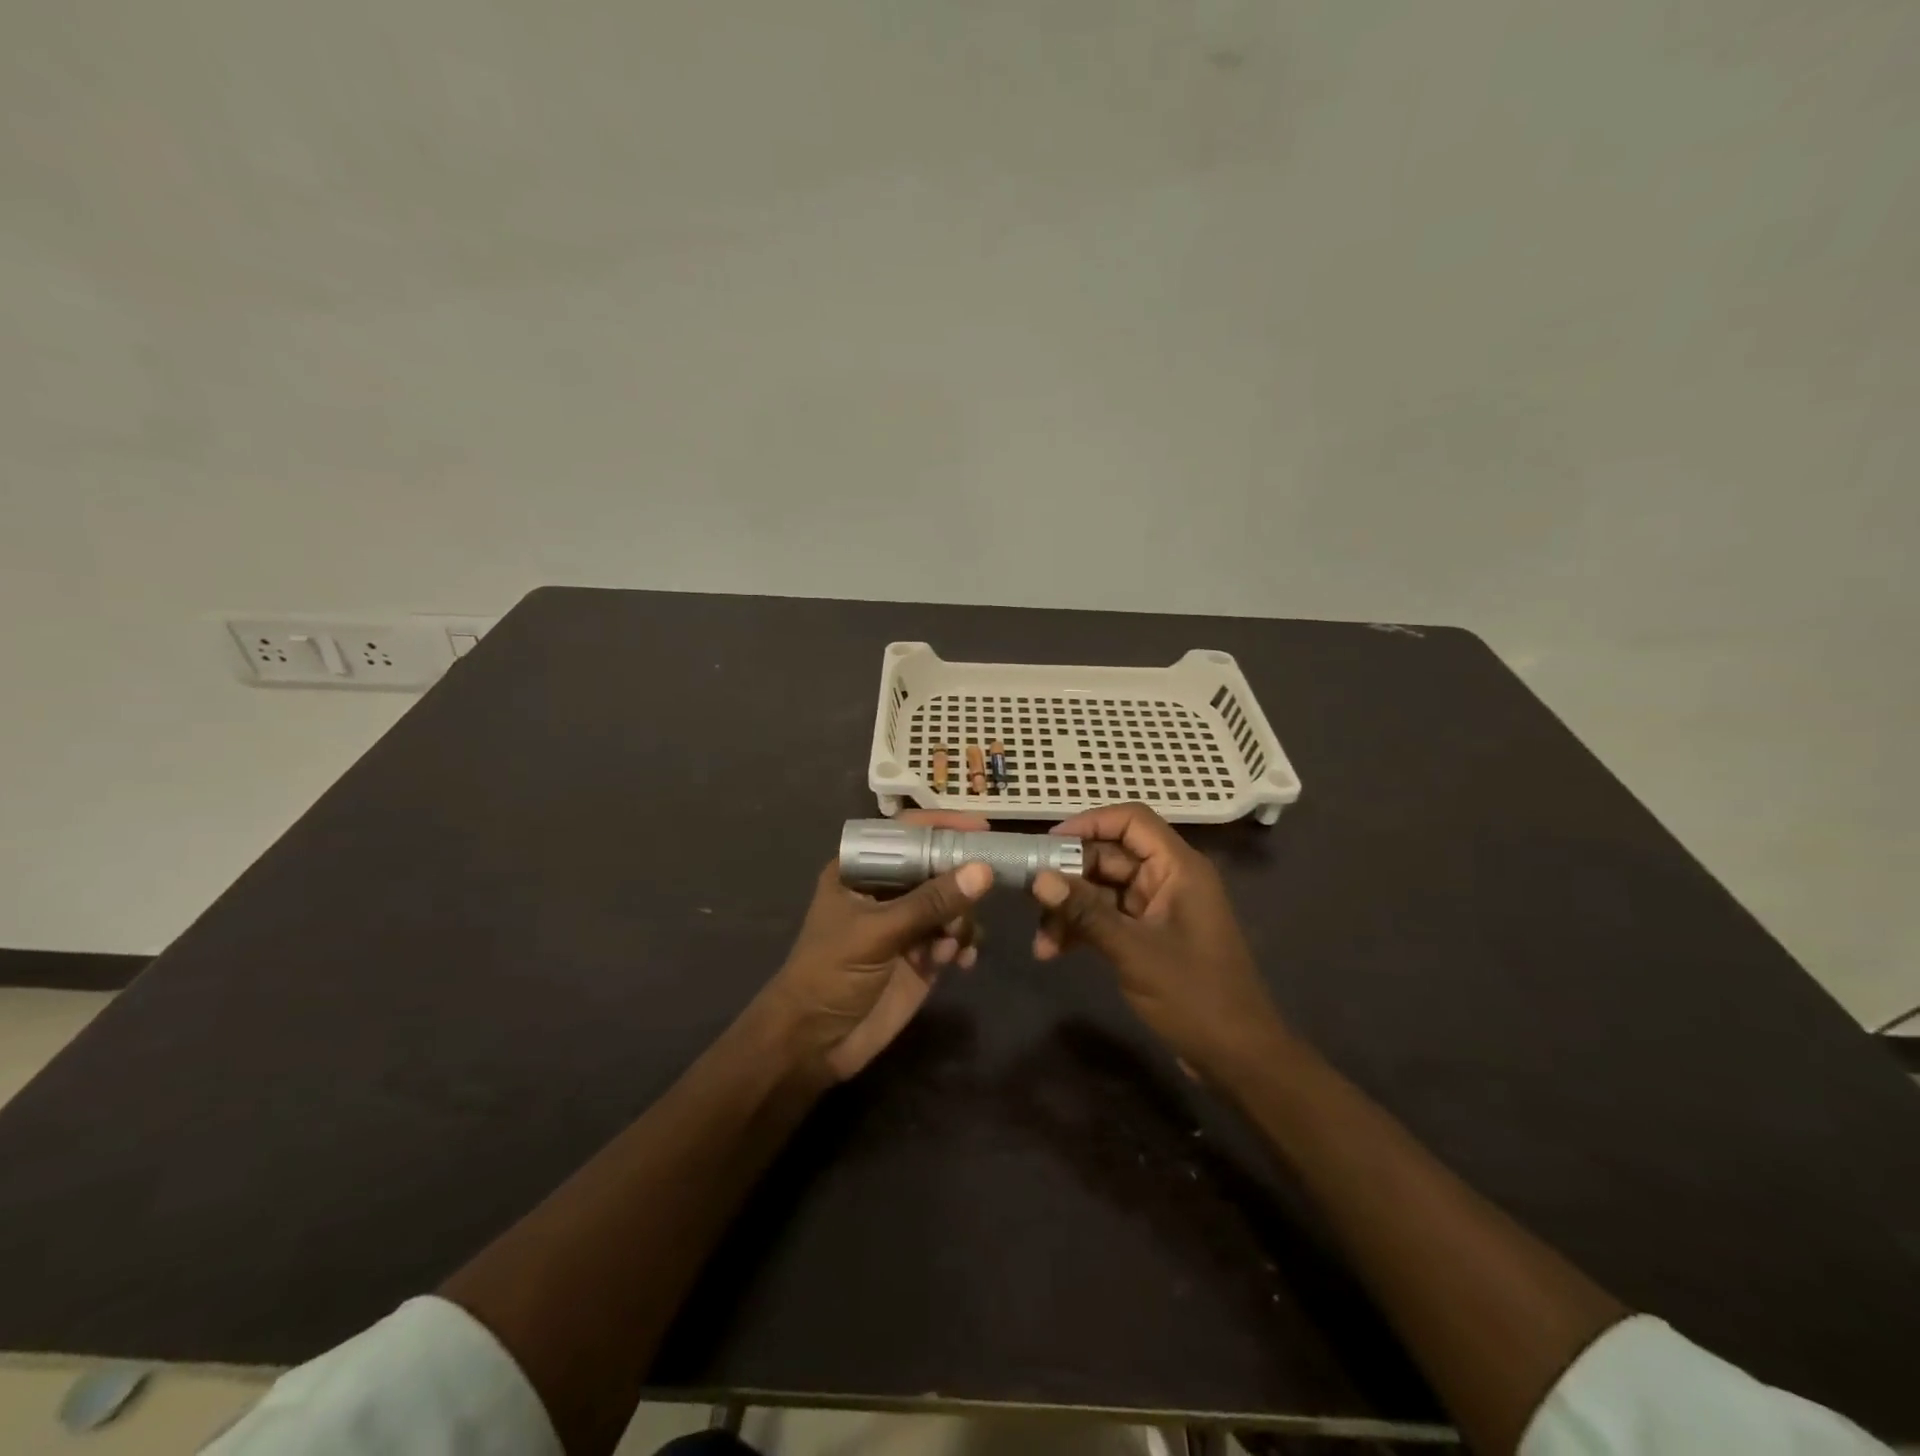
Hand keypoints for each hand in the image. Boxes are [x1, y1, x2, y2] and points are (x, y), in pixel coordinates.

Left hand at [762, 811, 994, 1082]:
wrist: (814, 1044)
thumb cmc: (830, 974)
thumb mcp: (877, 933)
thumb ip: (930, 902)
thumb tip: (982, 870)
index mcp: (861, 870)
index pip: (905, 834)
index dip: (942, 826)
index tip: (982, 827)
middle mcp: (887, 890)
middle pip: (936, 867)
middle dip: (960, 881)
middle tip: (985, 890)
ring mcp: (906, 923)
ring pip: (952, 903)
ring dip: (960, 921)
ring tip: (949, 948)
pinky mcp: (922, 955)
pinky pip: (956, 937)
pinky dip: (963, 945)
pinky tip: (959, 962)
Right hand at [1030, 803, 1284, 1080]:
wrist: (1237, 1057)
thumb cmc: (1195, 996)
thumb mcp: (1134, 951)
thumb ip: (1085, 912)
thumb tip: (1038, 879)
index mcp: (1178, 868)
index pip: (1131, 820)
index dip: (1089, 823)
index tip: (1047, 844)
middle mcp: (1167, 879)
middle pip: (1109, 856)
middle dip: (1068, 876)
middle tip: (1030, 897)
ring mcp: (1158, 908)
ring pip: (1102, 890)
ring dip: (1070, 909)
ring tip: (1040, 941)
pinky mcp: (1149, 934)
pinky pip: (1107, 917)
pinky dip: (1081, 929)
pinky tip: (1053, 951)